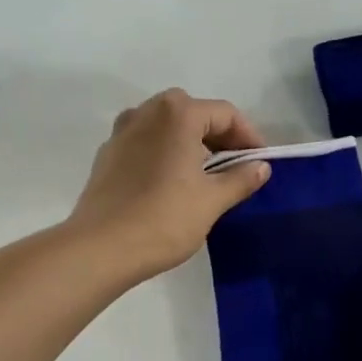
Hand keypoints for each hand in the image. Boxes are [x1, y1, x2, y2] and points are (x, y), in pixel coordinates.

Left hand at [68, 89, 271, 279]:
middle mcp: (146, 112)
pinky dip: (166, 155)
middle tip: (236, 168)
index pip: (225, 114)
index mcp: (177, 114)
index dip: (249, 137)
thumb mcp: (211, 201)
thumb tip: (261, 167)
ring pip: (167, 128)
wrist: (100, 248)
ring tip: (206, 177)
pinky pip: (146, 144)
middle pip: (194, 114)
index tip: (261, 163)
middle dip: (219, 138)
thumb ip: (240, 179)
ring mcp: (122, 132)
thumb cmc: (164, 219)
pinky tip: (173, 185)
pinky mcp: (107, 156)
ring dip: (191, 144)